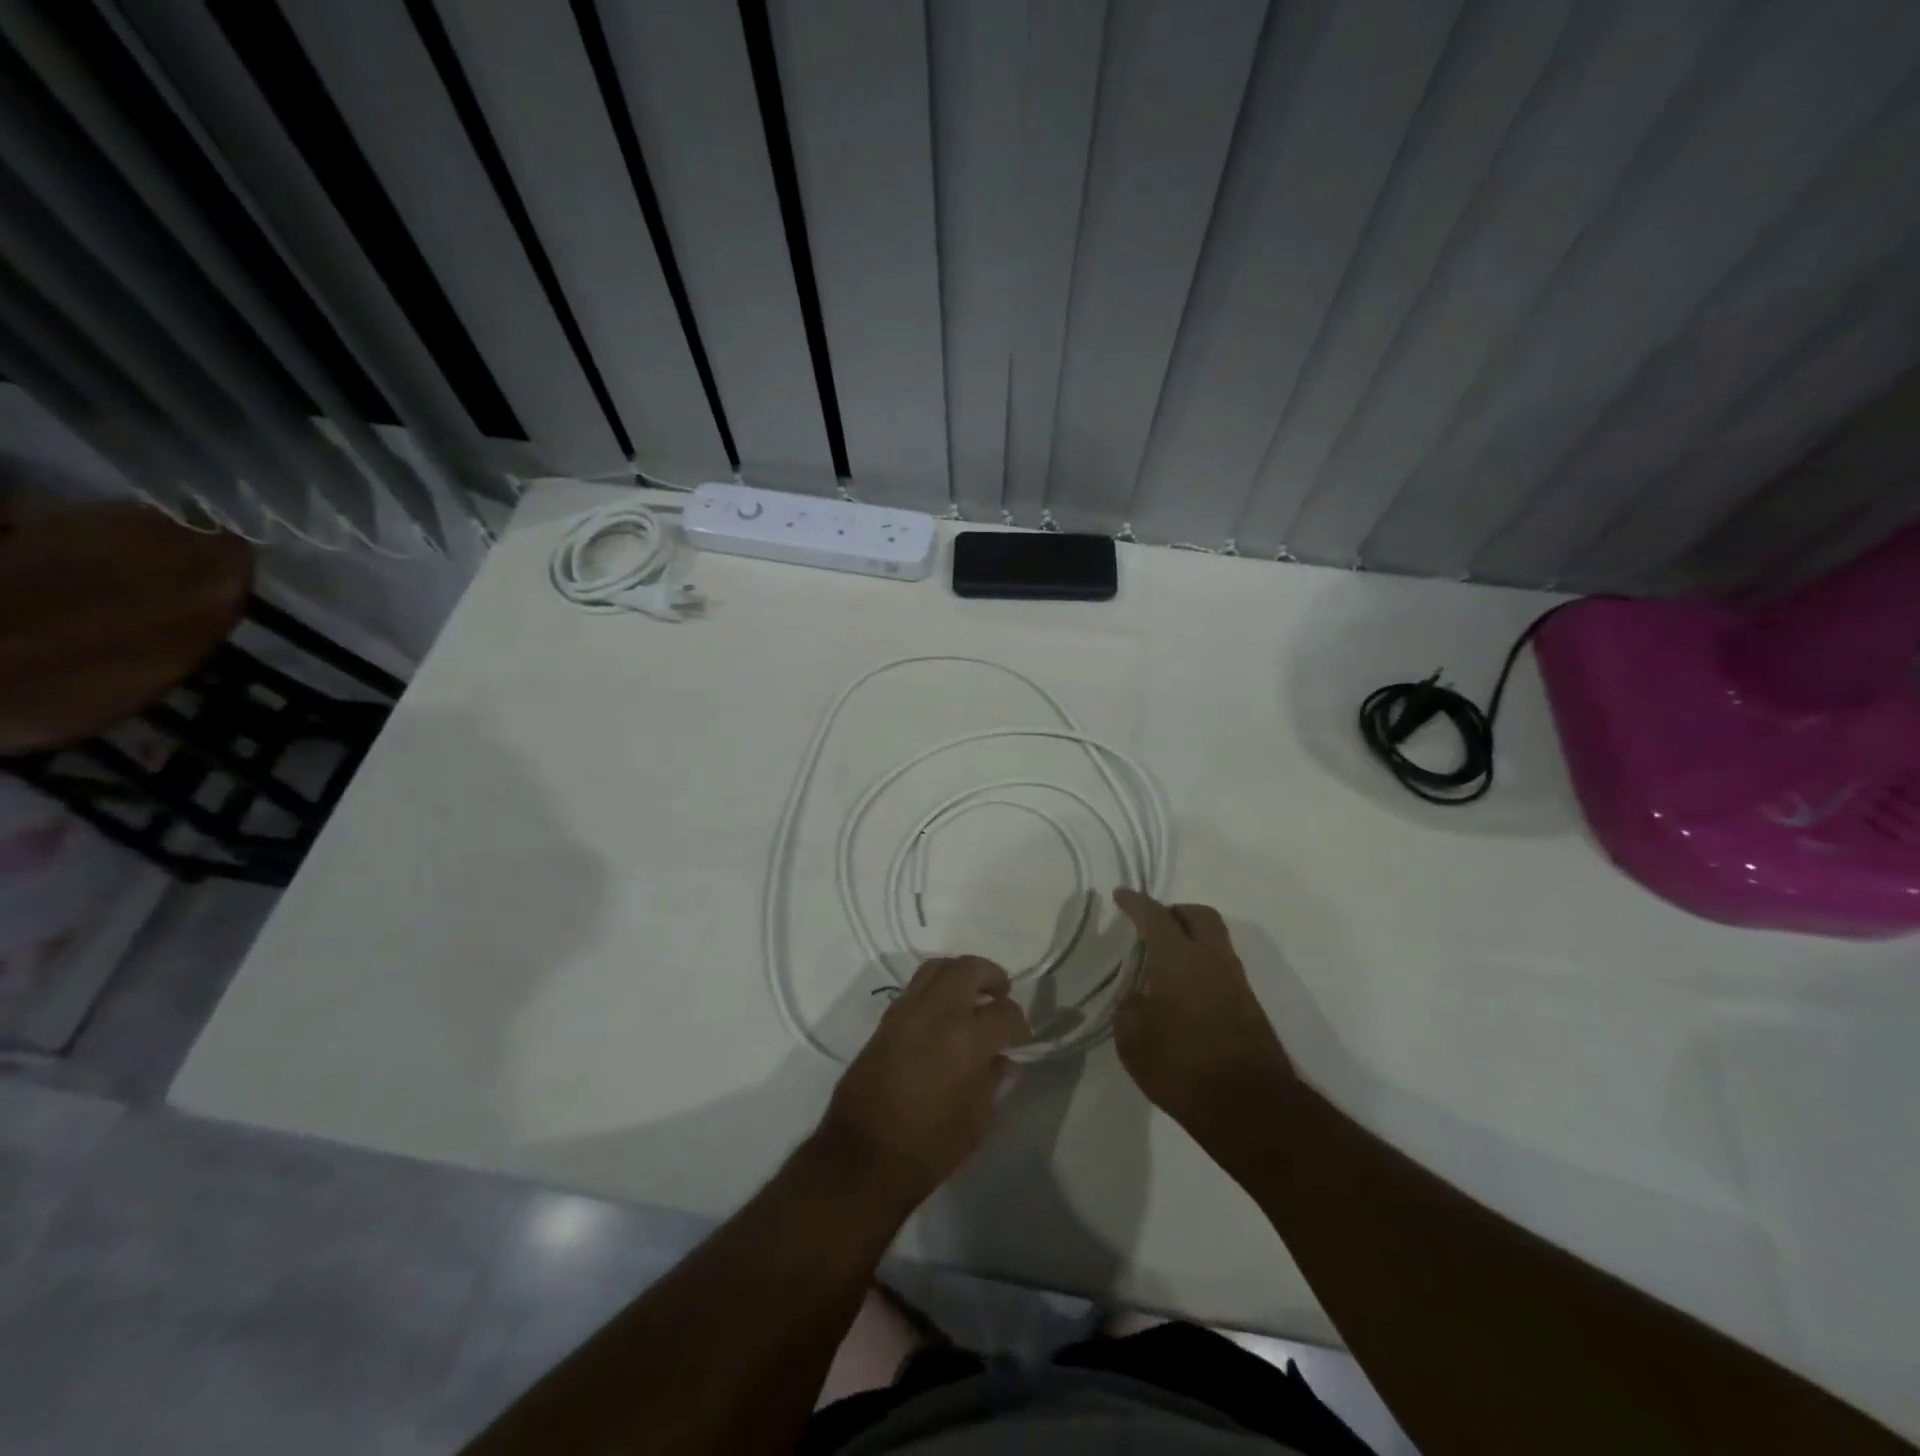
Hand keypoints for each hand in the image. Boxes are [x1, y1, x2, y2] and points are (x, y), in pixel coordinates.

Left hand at [817, 956, 1029, 1205]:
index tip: (1021, 1038)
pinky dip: (935, 988)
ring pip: (938, 967)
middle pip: (969, 969)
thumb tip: (1006, 1062)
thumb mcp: (975, 1122)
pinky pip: (916, 987)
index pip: (1005, 1013)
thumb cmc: (927, 1147)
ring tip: (971, 995)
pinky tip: (943, 1014)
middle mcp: (937, 1013)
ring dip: (960, 973)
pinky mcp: (885, 1020)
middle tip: (1001, 994)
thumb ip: (994, 1083)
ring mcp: (907, 1011)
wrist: (861, 1155)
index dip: (1019, 1023)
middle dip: (991, 976)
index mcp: (967, 1039)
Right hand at [1111, 890, 1295, 1140]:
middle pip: (1198, 915)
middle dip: (1174, 912)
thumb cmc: (1182, 1067)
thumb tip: (1138, 999)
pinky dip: (1202, 966)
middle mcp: (1212, 960)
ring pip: (1215, 940)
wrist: (1250, 1108)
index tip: (1120, 895)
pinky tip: (1183, 992)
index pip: (1155, 916)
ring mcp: (1236, 982)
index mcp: (1179, 958)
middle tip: (1151, 925)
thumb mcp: (1133, 1039)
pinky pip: (1221, 968)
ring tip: (1164, 962)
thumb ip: (1130, 1008)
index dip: (1135, 902)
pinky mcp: (1249, 1007)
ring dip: (1191, 939)